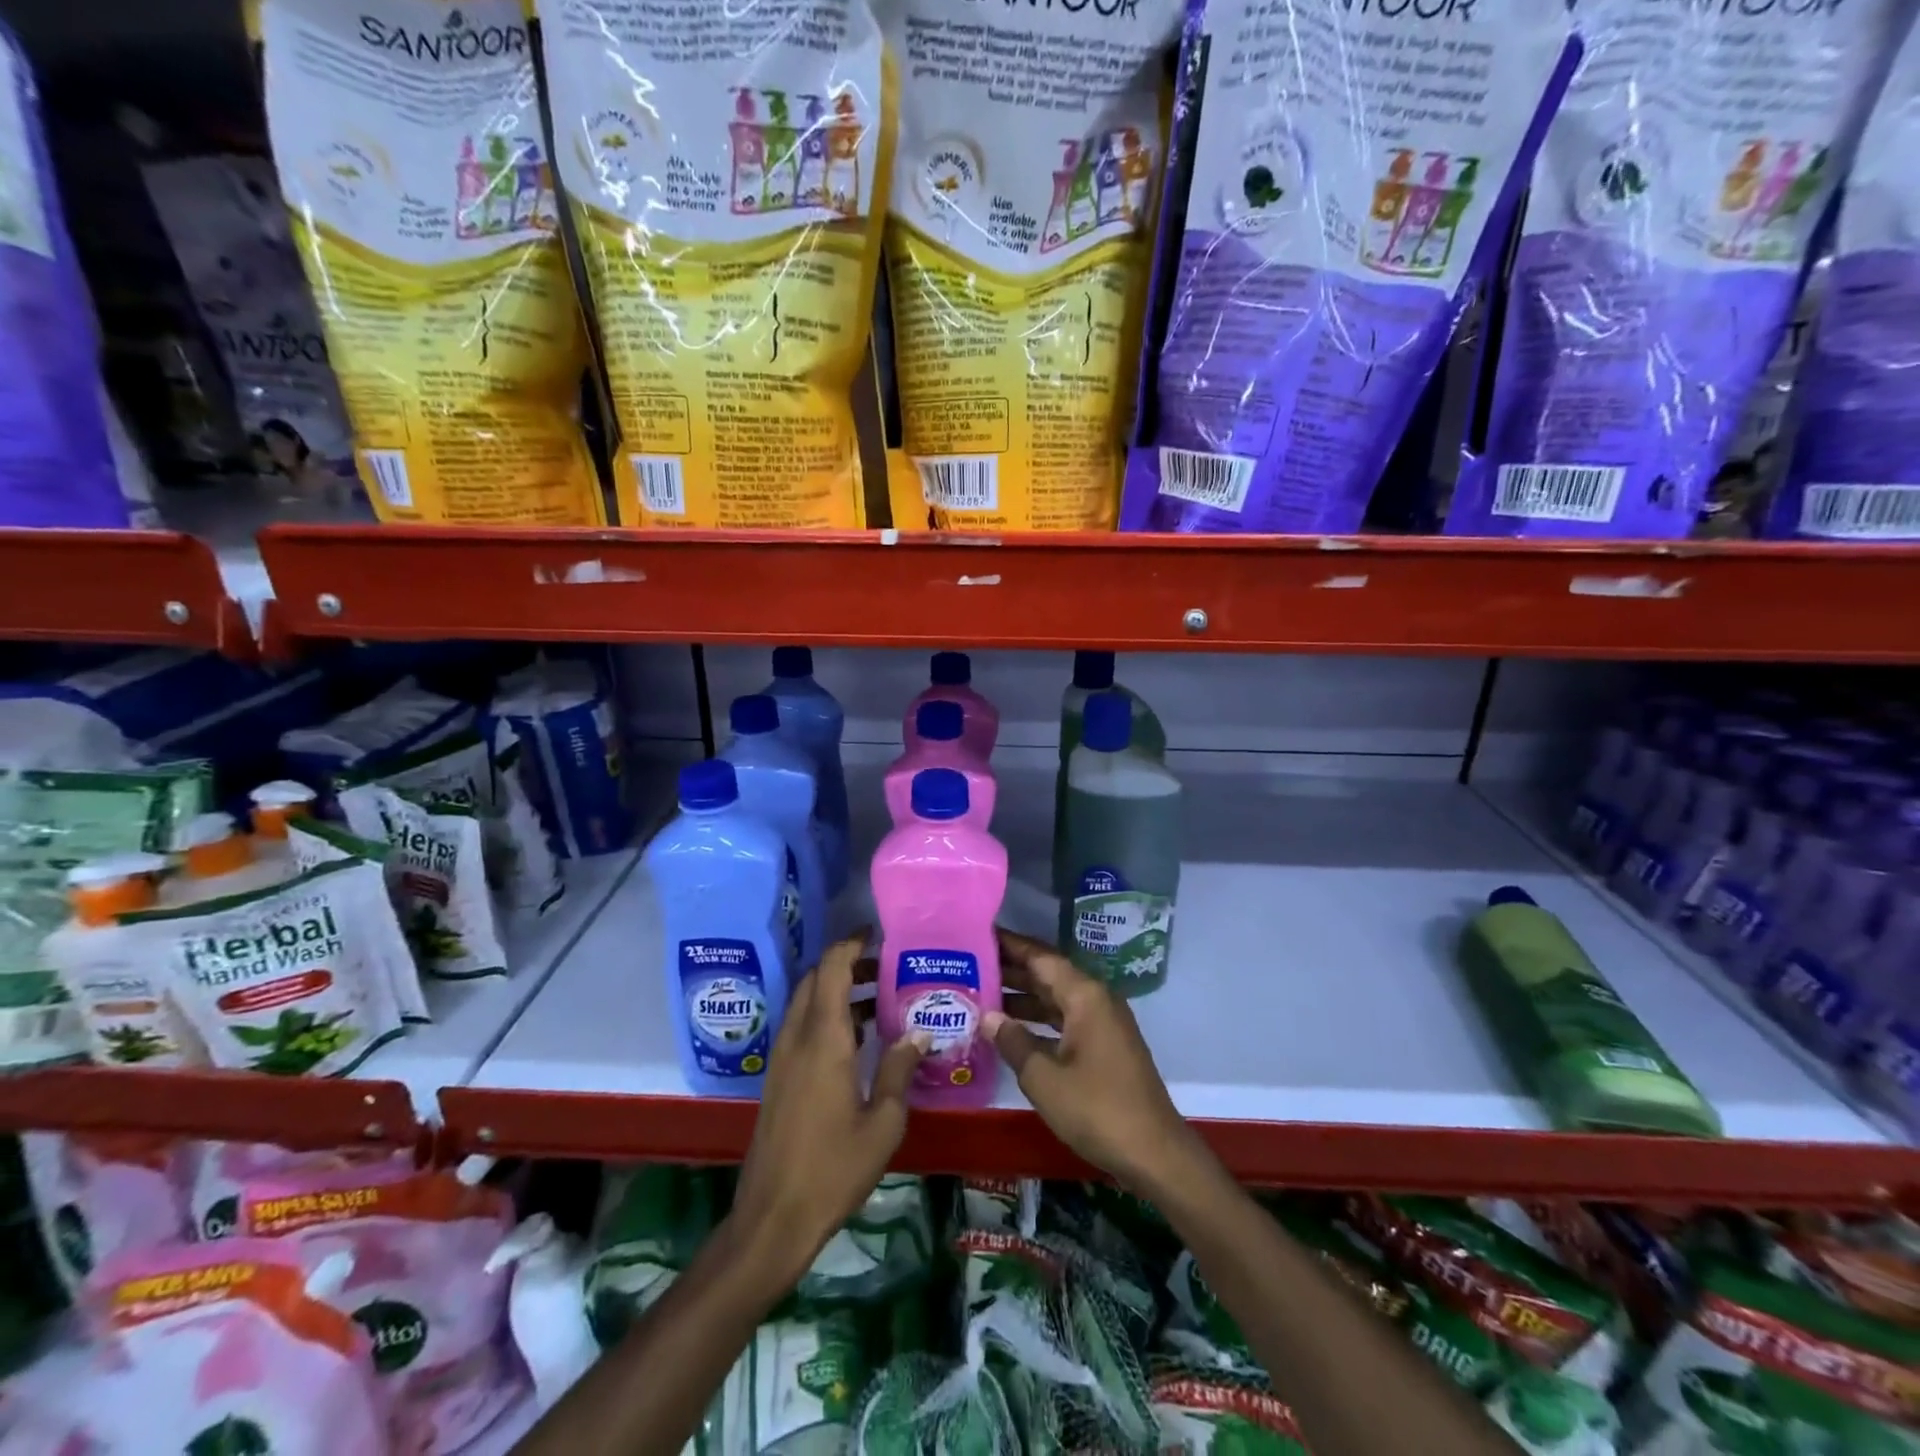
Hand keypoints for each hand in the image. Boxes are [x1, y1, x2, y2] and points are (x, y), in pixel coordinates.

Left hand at [729, 931, 925, 1281]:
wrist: (772, 1218)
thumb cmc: (833, 1169)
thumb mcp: (883, 1123)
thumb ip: (900, 1070)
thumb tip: (919, 1034)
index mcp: (823, 1039)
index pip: (831, 969)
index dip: (851, 944)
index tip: (877, 934)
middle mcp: (797, 1038)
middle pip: (815, 980)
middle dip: (846, 963)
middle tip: (885, 967)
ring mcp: (783, 1058)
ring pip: (806, 1003)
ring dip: (836, 990)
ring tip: (878, 998)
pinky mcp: (778, 1078)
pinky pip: (802, 1027)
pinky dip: (826, 1016)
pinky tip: (857, 1039)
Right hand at [986, 929, 1203, 1196]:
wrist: (1155, 1153)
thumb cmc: (1097, 1109)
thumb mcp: (1044, 1078)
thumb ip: (1013, 1042)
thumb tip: (987, 1017)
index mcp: (1085, 996)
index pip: (1041, 957)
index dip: (1010, 945)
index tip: (980, 935)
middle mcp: (1096, 1000)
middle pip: (1049, 975)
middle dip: (1011, 970)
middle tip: (970, 965)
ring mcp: (1103, 1024)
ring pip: (1056, 999)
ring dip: (1023, 998)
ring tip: (981, 995)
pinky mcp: (1105, 1046)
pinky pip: (1065, 1020)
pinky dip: (1039, 1021)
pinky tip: (1012, 1030)